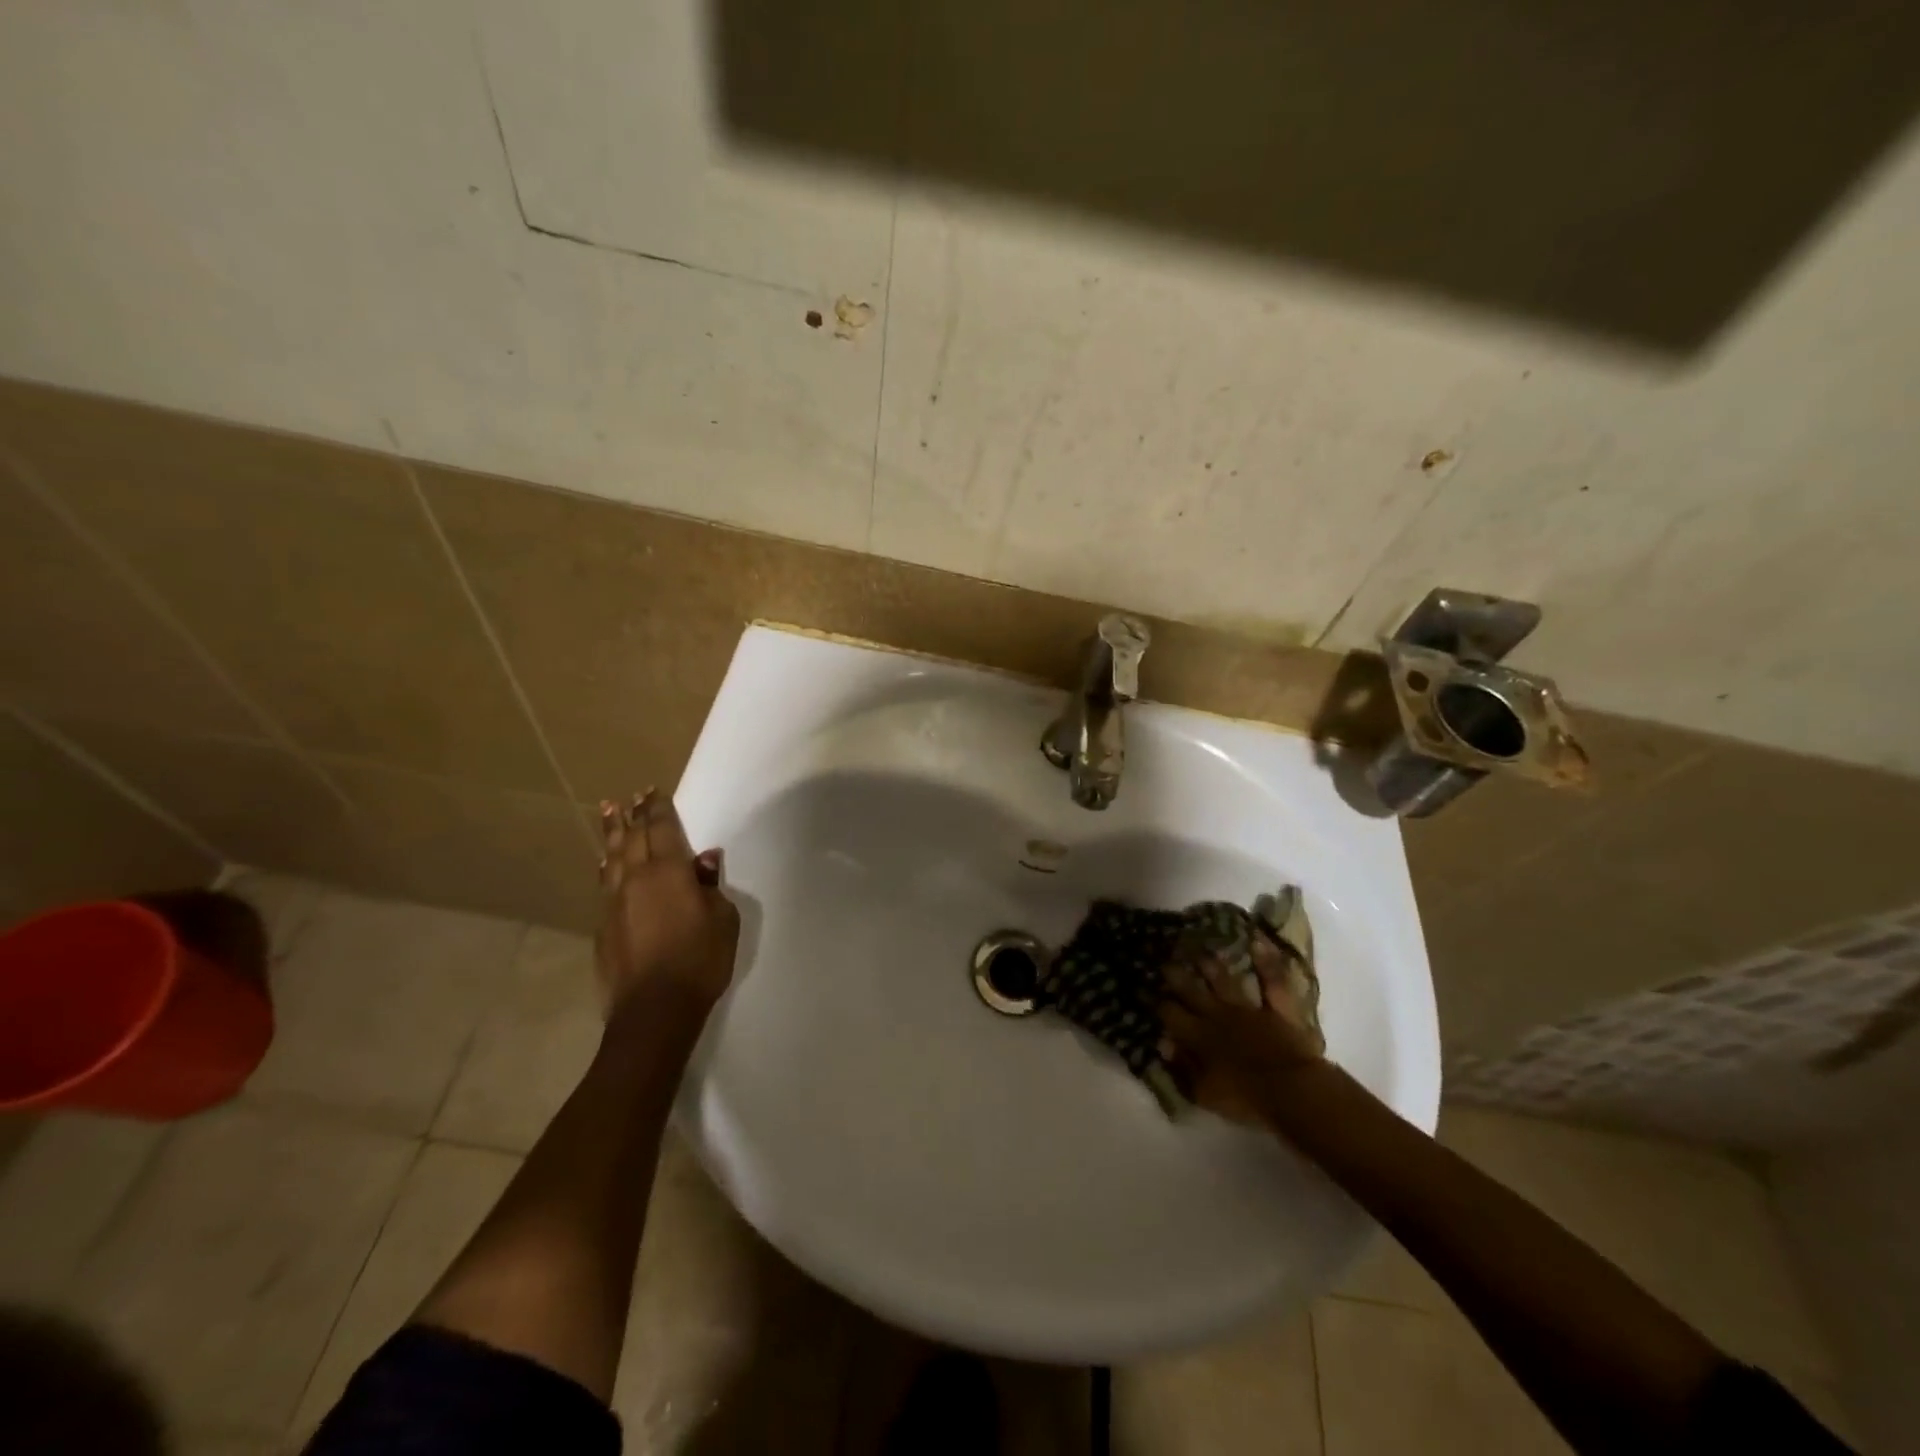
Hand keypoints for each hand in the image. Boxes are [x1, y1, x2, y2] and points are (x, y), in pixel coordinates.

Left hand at [595, 789, 739, 1017]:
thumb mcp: (723, 919)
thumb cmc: (700, 960)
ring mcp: (615, 903)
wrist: (654, 1009)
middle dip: (633, 815)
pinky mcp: (604, 927)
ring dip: (611, 834)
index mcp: (669, 872)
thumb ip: (710, 886)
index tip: (653, 791)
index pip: (662, 829)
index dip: (658, 809)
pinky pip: (605, 885)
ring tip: (609, 813)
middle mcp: (636, 879)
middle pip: (632, 838)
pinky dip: (607, 867)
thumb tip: (704, 860)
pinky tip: (605, 864)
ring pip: (612, 858)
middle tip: (631, 796)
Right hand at [1159, 936, 1323, 1125]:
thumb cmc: (1244, 1099)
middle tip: (1163, 958)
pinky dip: (1266, 962)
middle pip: (1192, 991)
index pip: (1170, 1014)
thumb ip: (1181, 1067)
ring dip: (1212, 965)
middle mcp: (1218, 1015)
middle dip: (1176, 975)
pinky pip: (1272, 982)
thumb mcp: (1204, 1092)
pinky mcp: (1278, 1009)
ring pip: (1225, 981)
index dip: (1155, 1001)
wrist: (1291, 1091)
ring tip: (1199, 948)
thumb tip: (1162, 1043)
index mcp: (1198, 1036)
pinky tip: (1257, 942)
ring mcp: (1249, 1009)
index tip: (1142, 988)